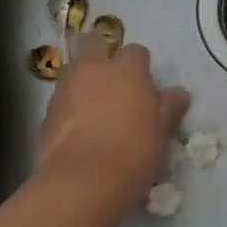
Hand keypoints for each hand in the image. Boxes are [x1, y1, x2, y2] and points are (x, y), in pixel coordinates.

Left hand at [37, 41, 189, 214]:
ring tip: (98, 110)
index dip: (141, 67)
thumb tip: (180, 93)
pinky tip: (81, 131)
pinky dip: (71, 108)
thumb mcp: (161, 130)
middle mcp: (92, 69)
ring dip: (85, 82)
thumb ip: (169, 106)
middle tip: (117, 86)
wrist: (83, 181)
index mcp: (125, 68)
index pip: (136, 52)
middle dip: (105, 57)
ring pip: (76, 72)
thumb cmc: (133, 150)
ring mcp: (65, 88)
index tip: (146, 88)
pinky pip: (63, 100)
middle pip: (96, 45)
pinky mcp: (46, 113)